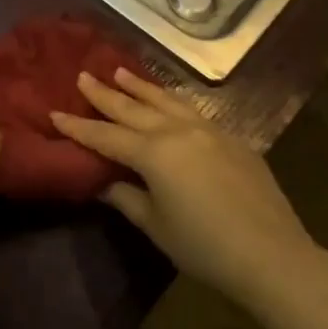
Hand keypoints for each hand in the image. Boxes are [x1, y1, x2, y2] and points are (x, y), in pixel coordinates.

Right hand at [50, 69, 327, 306]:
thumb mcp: (155, 225)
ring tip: (120, 72)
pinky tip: (168, 101)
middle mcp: (179, 132)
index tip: (54, 112)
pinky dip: (172, 101)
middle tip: (83, 76)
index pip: (106, 136)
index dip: (78, 127)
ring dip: (141, 86)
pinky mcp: (233, 141)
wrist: (273, 256)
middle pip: (134, 108)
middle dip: (105, 94)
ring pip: (167, 101)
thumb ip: (126, 197)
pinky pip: (193, 111)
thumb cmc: (204, 247)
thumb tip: (104, 182)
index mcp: (154, 153)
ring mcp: (210, 132)